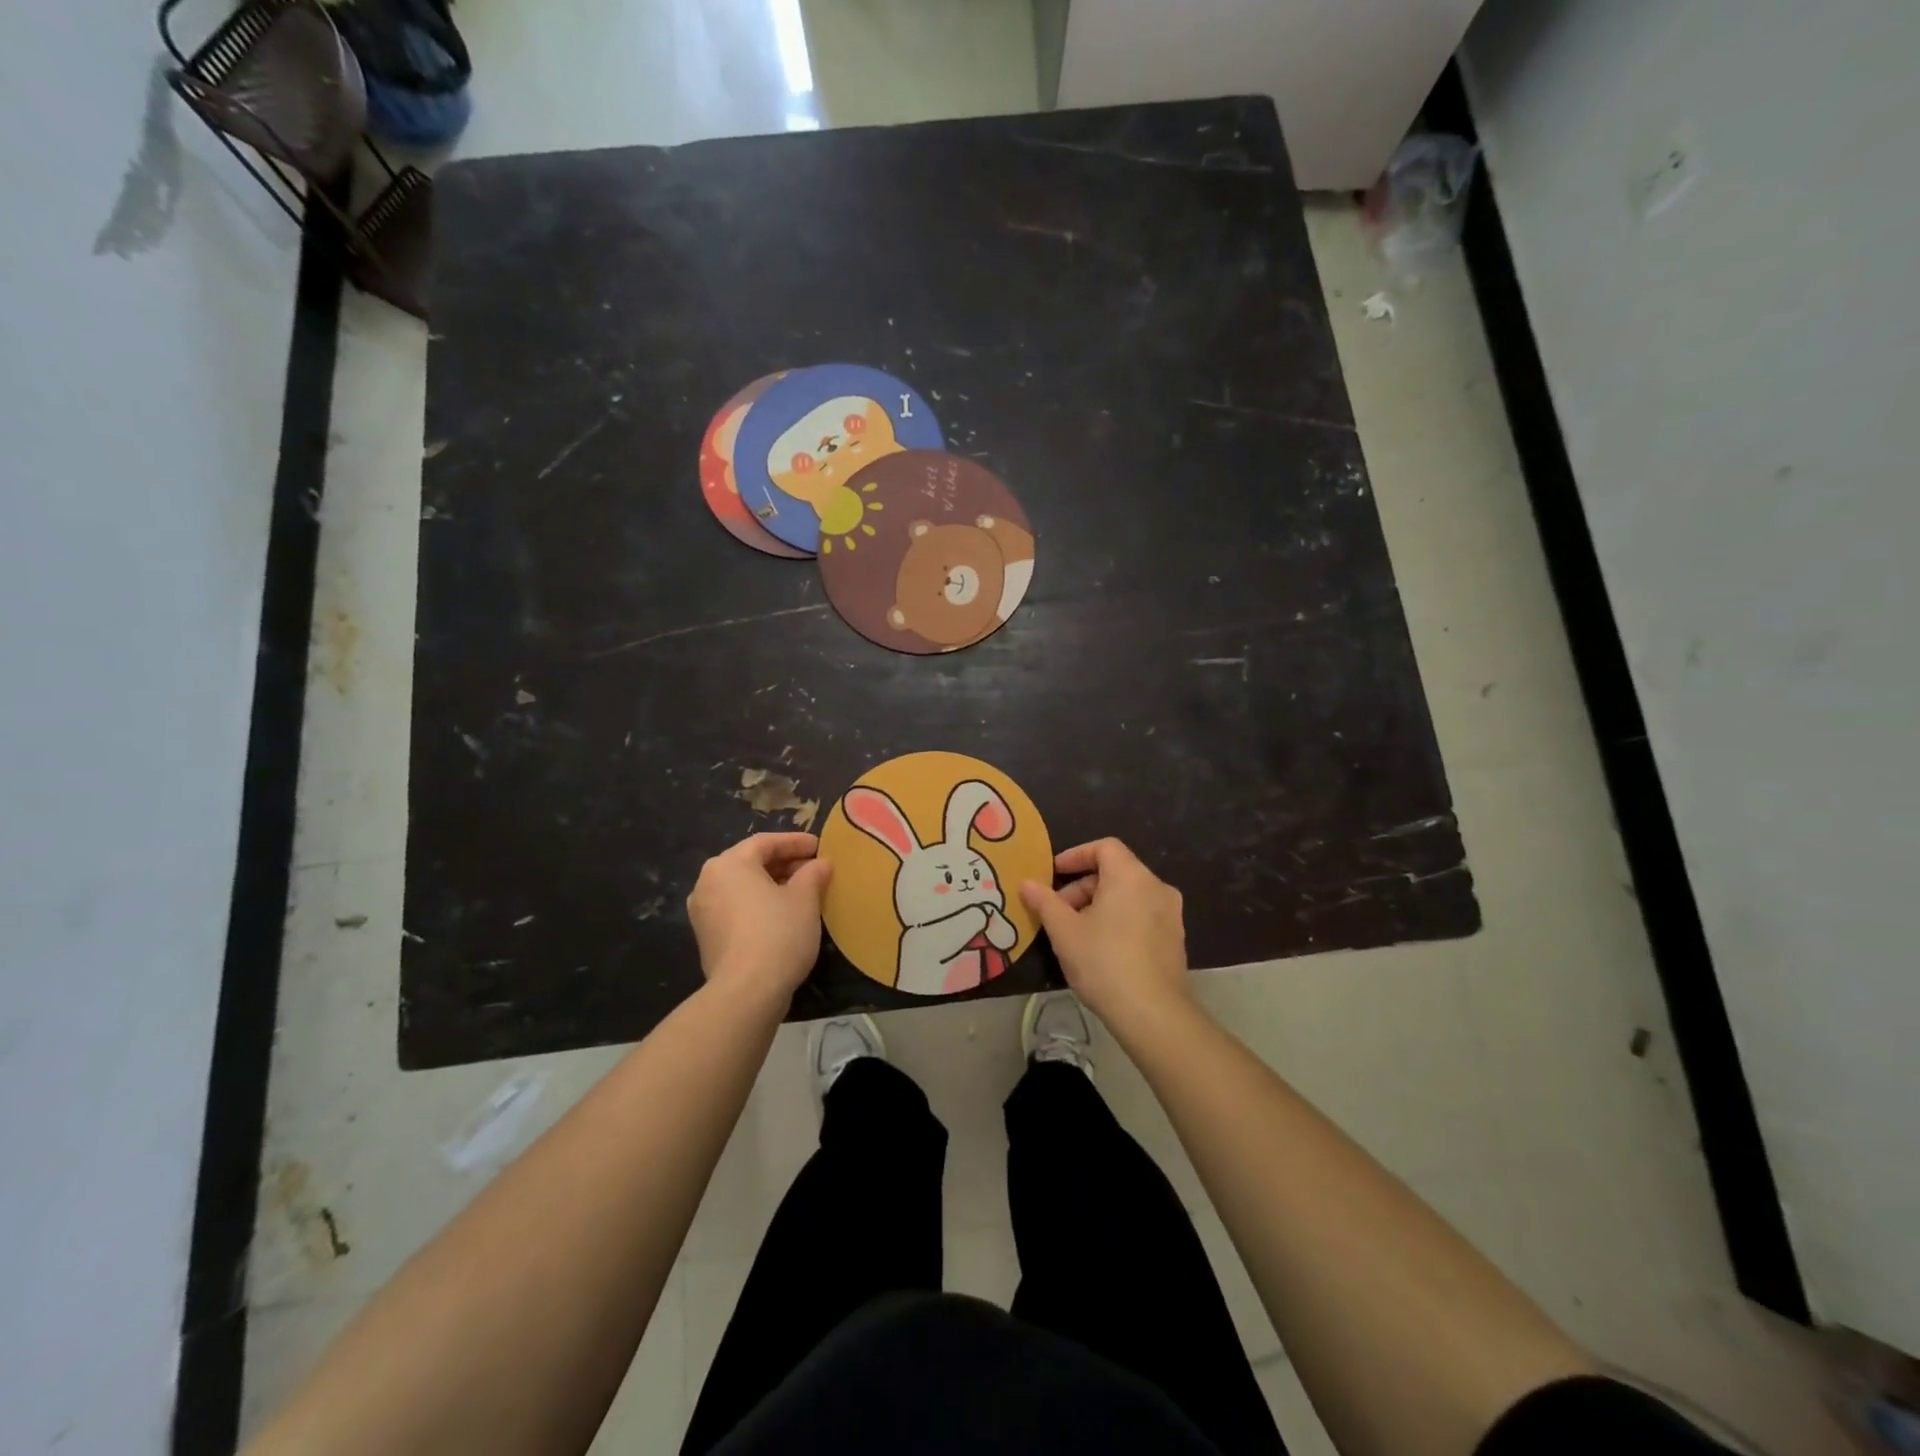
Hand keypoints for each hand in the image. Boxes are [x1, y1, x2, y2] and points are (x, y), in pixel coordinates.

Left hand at [688, 833, 832, 1002]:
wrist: (746, 992)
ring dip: (771, 884)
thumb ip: (813, 873)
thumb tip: (821, 864)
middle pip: (750, 863)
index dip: (795, 842)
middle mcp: (708, 882)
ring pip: (742, 887)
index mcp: (729, 864)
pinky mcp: (707, 937)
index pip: (765, 842)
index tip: (819, 846)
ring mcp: (703, 911)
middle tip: (813, 868)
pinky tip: (782, 914)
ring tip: (802, 891)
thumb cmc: (778, 933)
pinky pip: (735, 907)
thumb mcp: (805, 898)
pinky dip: (758, 904)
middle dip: (784, 863)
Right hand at [1020, 839, 1191, 1035]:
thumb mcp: (1064, 931)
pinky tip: (1101, 949)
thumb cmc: (1104, 962)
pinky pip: (1142, 915)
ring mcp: (1171, 914)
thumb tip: (1026, 883)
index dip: (1076, 855)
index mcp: (1131, 876)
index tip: (1054, 873)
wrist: (1154, 1014)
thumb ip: (1044, 902)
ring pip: (1128, 895)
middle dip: (1083, 886)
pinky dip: (1119, 919)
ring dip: (1099, 904)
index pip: (1104, 847)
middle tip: (1058, 911)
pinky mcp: (1175, 939)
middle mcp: (1156, 887)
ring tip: (1076, 932)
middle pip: (1116, 871)